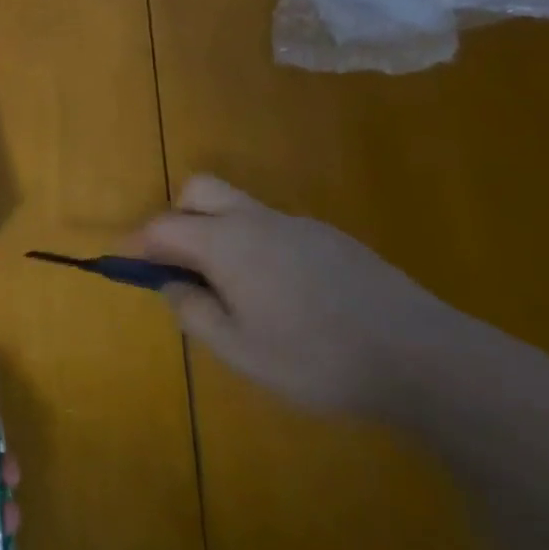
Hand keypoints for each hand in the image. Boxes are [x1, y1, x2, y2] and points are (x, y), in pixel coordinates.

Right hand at [134, 175, 500, 420]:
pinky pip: (273, 228)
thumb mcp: (240, 350)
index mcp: (225, 242)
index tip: (124, 263)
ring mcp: (297, 225)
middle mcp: (256, 220)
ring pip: (238, 208)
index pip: (163, 228)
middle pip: (198, 191)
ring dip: (217, 232)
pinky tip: (283, 296)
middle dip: (176, 218)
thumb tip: (171, 286)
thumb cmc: (317, 357)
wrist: (425, 358)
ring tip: (232, 290)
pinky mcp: (332, 239)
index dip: (137, 244)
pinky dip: (255, 246)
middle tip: (180, 264)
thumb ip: (194, 313)